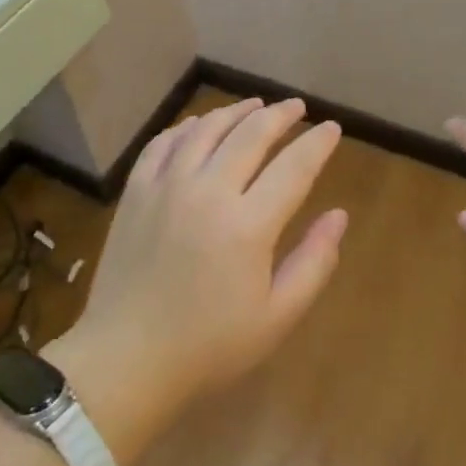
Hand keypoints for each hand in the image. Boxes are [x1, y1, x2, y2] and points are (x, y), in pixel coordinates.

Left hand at [54, 98, 347, 433]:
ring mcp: (166, 187)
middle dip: (280, 115)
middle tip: (297, 108)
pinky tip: (199, 126)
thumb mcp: (277, 316)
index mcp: (248, 225)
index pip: (294, 167)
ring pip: (206, 129)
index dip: (317, 144)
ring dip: (236, 112)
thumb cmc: (209, 346)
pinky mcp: (136, 192)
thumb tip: (339, 215)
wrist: (126, 359)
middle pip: (251, 134)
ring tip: (256, 105)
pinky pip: (164, 143)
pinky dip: (187, 127)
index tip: (332, 128)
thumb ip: (314, 262)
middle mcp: (208, 191)